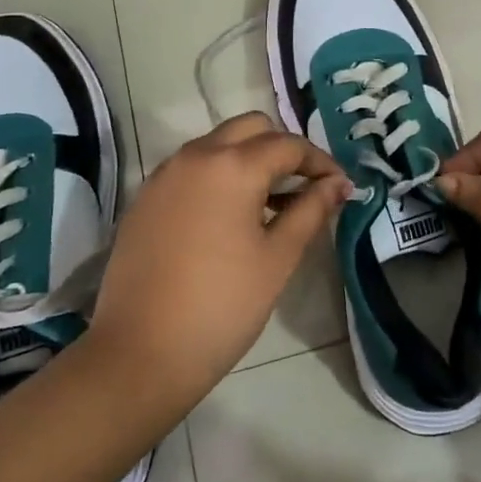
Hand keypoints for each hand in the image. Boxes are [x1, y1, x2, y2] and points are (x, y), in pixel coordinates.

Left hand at [86, 113, 349, 411]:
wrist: (141, 352)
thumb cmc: (222, 306)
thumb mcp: (278, 258)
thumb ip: (311, 211)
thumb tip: (338, 185)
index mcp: (232, 166)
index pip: (289, 145)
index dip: (320, 162)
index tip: (339, 187)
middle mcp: (196, 155)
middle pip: (250, 128)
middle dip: (282, 148)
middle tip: (303, 187)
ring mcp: (165, 174)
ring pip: (218, 143)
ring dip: (249, 158)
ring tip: (270, 205)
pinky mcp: (146, 196)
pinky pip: (191, 167)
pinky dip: (218, 174)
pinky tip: (229, 217)